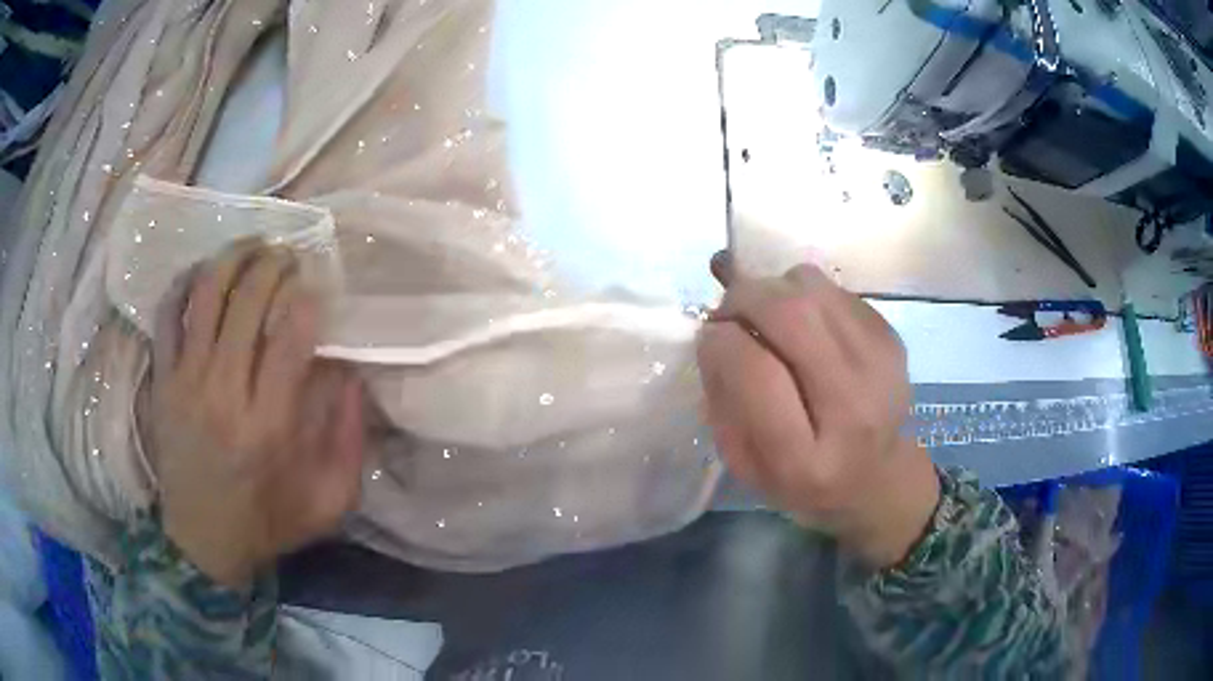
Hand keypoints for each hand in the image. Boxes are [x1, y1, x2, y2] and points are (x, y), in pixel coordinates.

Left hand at [146, 241, 365, 587]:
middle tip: (289, 257)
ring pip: (205, 294)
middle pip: (247, 300)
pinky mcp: (162, 381)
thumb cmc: (267, 523)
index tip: (318, 289)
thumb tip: (350, 373)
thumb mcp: (330, 500)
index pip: (291, 337)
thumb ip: (349, 438)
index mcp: (269, 426)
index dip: (308, 300)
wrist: (201, 543)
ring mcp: (185, 382)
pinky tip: (203, 271)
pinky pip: (167, 314)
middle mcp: (224, 394)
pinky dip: (185, 282)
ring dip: (233, 258)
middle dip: (275, 265)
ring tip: (253, 247)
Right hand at [697, 253, 938, 568]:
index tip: (708, 336)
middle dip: (744, 298)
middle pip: (792, 315)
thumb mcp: (743, 463)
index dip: (721, 341)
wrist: (875, 477)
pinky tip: (804, 327)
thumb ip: (723, 401)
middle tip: (729, 312)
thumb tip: (716, 334)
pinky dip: (805, 295)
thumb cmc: (799, 479)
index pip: (756, 373)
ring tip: (766, 317)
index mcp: (804, 459)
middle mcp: (852, 408)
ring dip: (774, 290)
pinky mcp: (892, 338)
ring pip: (812, 288)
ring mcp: (881, 366)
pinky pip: (834, 289)